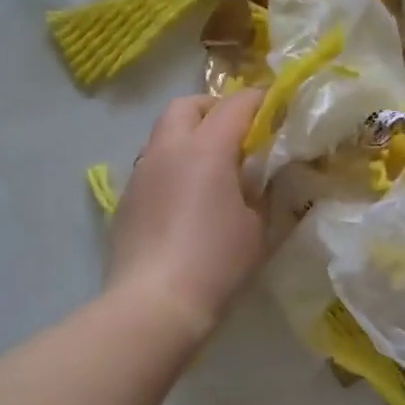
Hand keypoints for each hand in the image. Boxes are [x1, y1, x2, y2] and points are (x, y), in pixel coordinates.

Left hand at [106, 91, 265, 335]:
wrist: (153, 304)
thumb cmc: (216, 263)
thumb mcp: (258, 228)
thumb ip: (263, 192)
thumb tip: (262, 178)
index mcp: (206, 149)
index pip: (236, 105)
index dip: (260, 100)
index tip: (277, 106)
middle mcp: (168, 150)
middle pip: (188, 106)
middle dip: (214, 108)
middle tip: (238, 131)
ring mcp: (141, 173)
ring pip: (164, 133)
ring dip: (189, 135)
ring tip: (212, 166)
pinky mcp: (127, 199)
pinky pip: (152, 165)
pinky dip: (173, 165)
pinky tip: (186, 198)